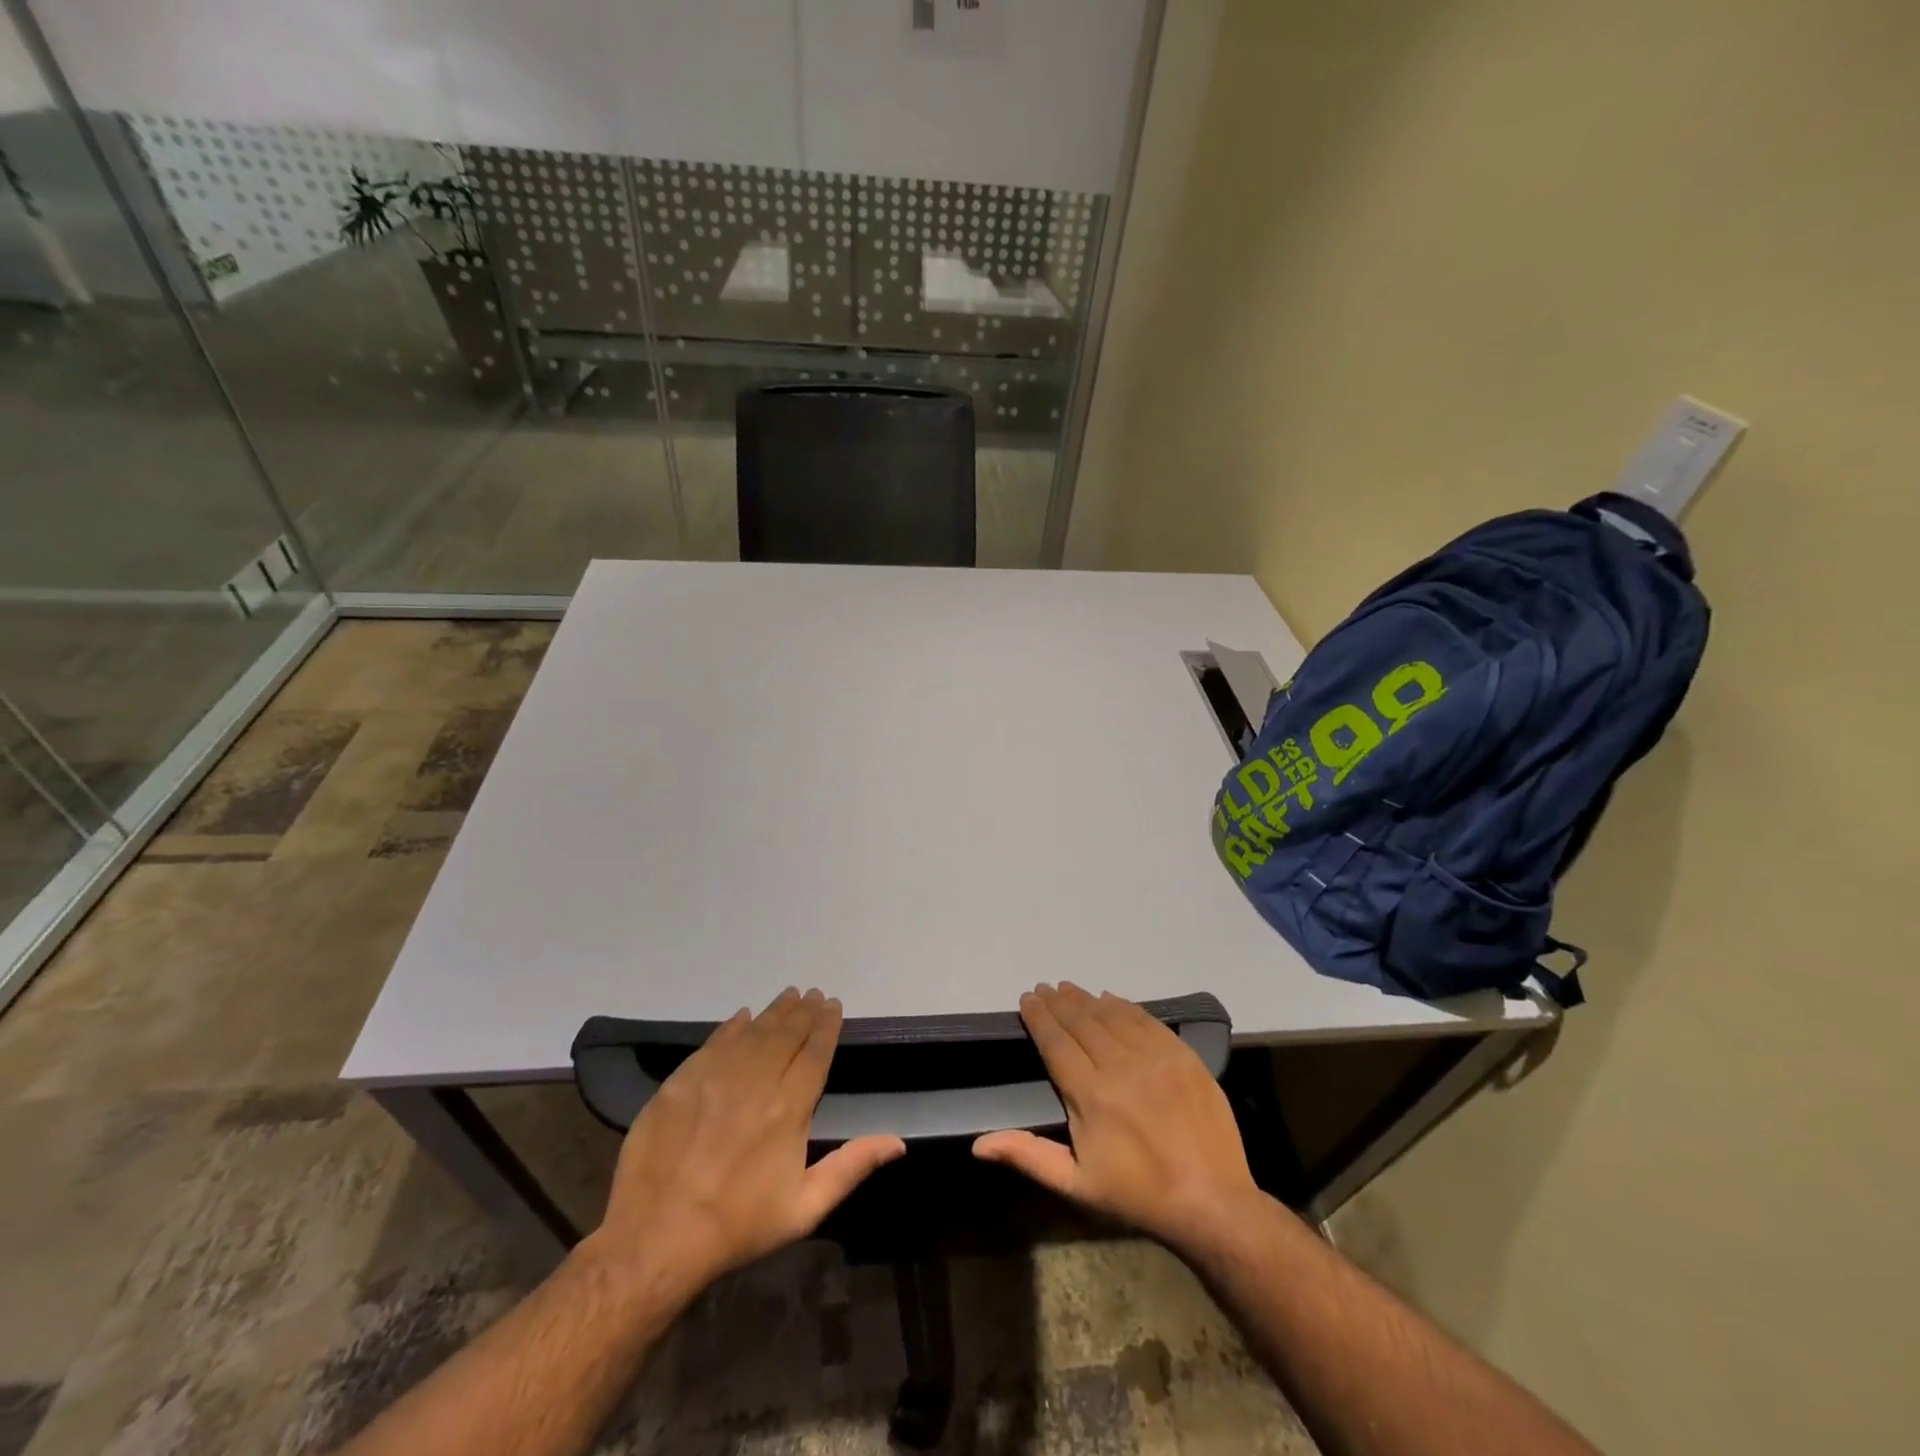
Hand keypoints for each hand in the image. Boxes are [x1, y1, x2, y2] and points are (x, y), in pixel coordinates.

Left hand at [587, 987, 904, 1303]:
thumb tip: (898, 1142)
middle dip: (803, 1012)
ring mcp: (715, 1077)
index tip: (834, 1006)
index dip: (826, 1026)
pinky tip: (743, 1016)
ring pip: (753, 1032)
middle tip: (813, 994)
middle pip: (786, 1034)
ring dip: (774, 1011)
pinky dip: (733, 1026)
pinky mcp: (682, 1081)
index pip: (814, 1053)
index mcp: (789, 1109)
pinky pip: (715, 1043)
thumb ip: (851, 1166)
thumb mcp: (804, 1208)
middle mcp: (756, 1082)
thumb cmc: (738, 1226)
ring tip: (788, 996)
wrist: (655, 1239)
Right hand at [973, 982, 1259, 1252]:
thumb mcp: (1076, 1185)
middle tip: (1045, 988)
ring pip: (1111, 1015)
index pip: (1056, 1042)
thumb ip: (1028, 1156)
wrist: (1212, 1202)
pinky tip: (1110, 999)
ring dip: (1086, 999)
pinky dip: (1124, 1006)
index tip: (1027, 998)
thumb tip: (978, 1144)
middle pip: (1081, 1021)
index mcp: (1091, 1095)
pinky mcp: (1182, 1055)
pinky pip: (1146, 1019)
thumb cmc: (1137, 1195)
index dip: (1039, 1017)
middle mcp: (1120, 1066)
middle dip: (1058, 1002)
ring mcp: (1155, 1057)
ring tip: (1069, 988)